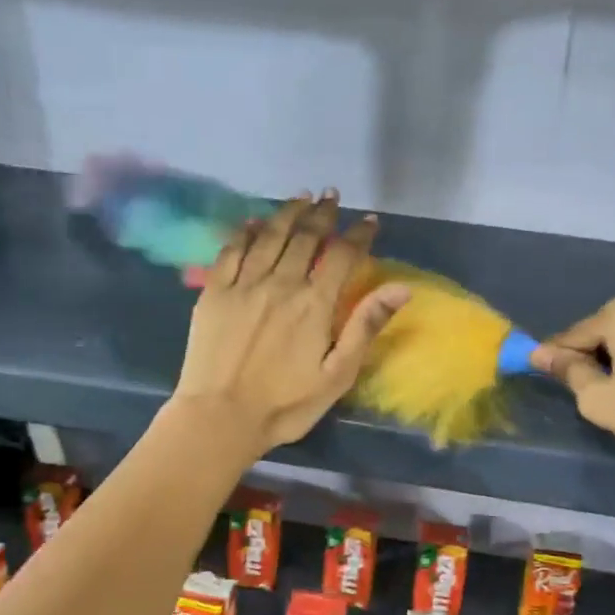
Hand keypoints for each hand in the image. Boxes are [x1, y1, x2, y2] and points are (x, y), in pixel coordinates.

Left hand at [170, 190, 408, 455]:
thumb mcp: (337, 374)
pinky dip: (245, 231)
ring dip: (287, 213)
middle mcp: (280, 283)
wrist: (220, 418)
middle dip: (322, 213)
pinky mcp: (214, 292)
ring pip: (269, 235)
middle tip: (332, 196)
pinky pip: (231, 250)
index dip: (359, 234)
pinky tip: (254, 221)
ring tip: (301, 197)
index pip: (342, 255)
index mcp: (314, 304)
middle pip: (305, 237)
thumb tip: (401, 288)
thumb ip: (366, 326)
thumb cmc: (286, 404)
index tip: (370, 221)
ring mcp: (243, 285)